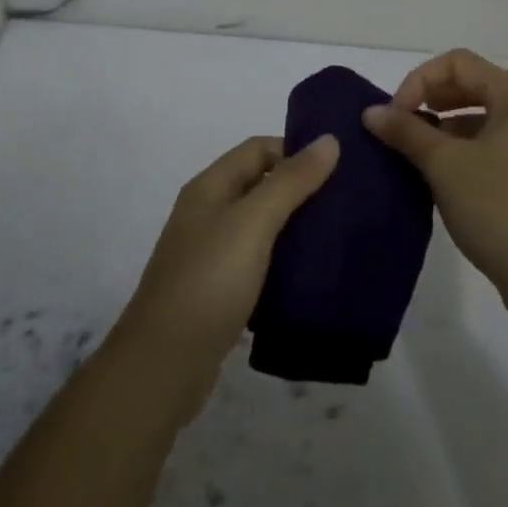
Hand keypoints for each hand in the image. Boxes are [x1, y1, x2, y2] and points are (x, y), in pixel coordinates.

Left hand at [112, 135, 339, 419]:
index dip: (295, 150)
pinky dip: (283, 262)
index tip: (337, 169)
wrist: (163, 366)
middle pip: (259, 185)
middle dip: (300, 188)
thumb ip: (291, 181)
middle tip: (345, 202)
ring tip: (336, 237)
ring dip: (294, 226)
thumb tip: (329, 140)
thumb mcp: (253, 223)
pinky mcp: (218, 291)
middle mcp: (207, 214)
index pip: (258, 149)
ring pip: (260, 226)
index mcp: (209, 187)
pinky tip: (310, 276)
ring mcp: (210, 254)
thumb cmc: (209, 282)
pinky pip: (257, 262)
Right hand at [364, 49, 507, 306]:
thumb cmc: (498, 206)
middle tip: (405, 125)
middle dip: (434, 99)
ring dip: (448, 126)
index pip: (459, 63)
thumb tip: (372, 112)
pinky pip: (497, 148)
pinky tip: (447, 179)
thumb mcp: (444, 164)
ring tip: (421, 153)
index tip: (396, 115)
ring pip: (486, 119)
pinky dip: (467, 151)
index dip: (420, 79)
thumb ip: (406, 131)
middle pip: (475, 85)